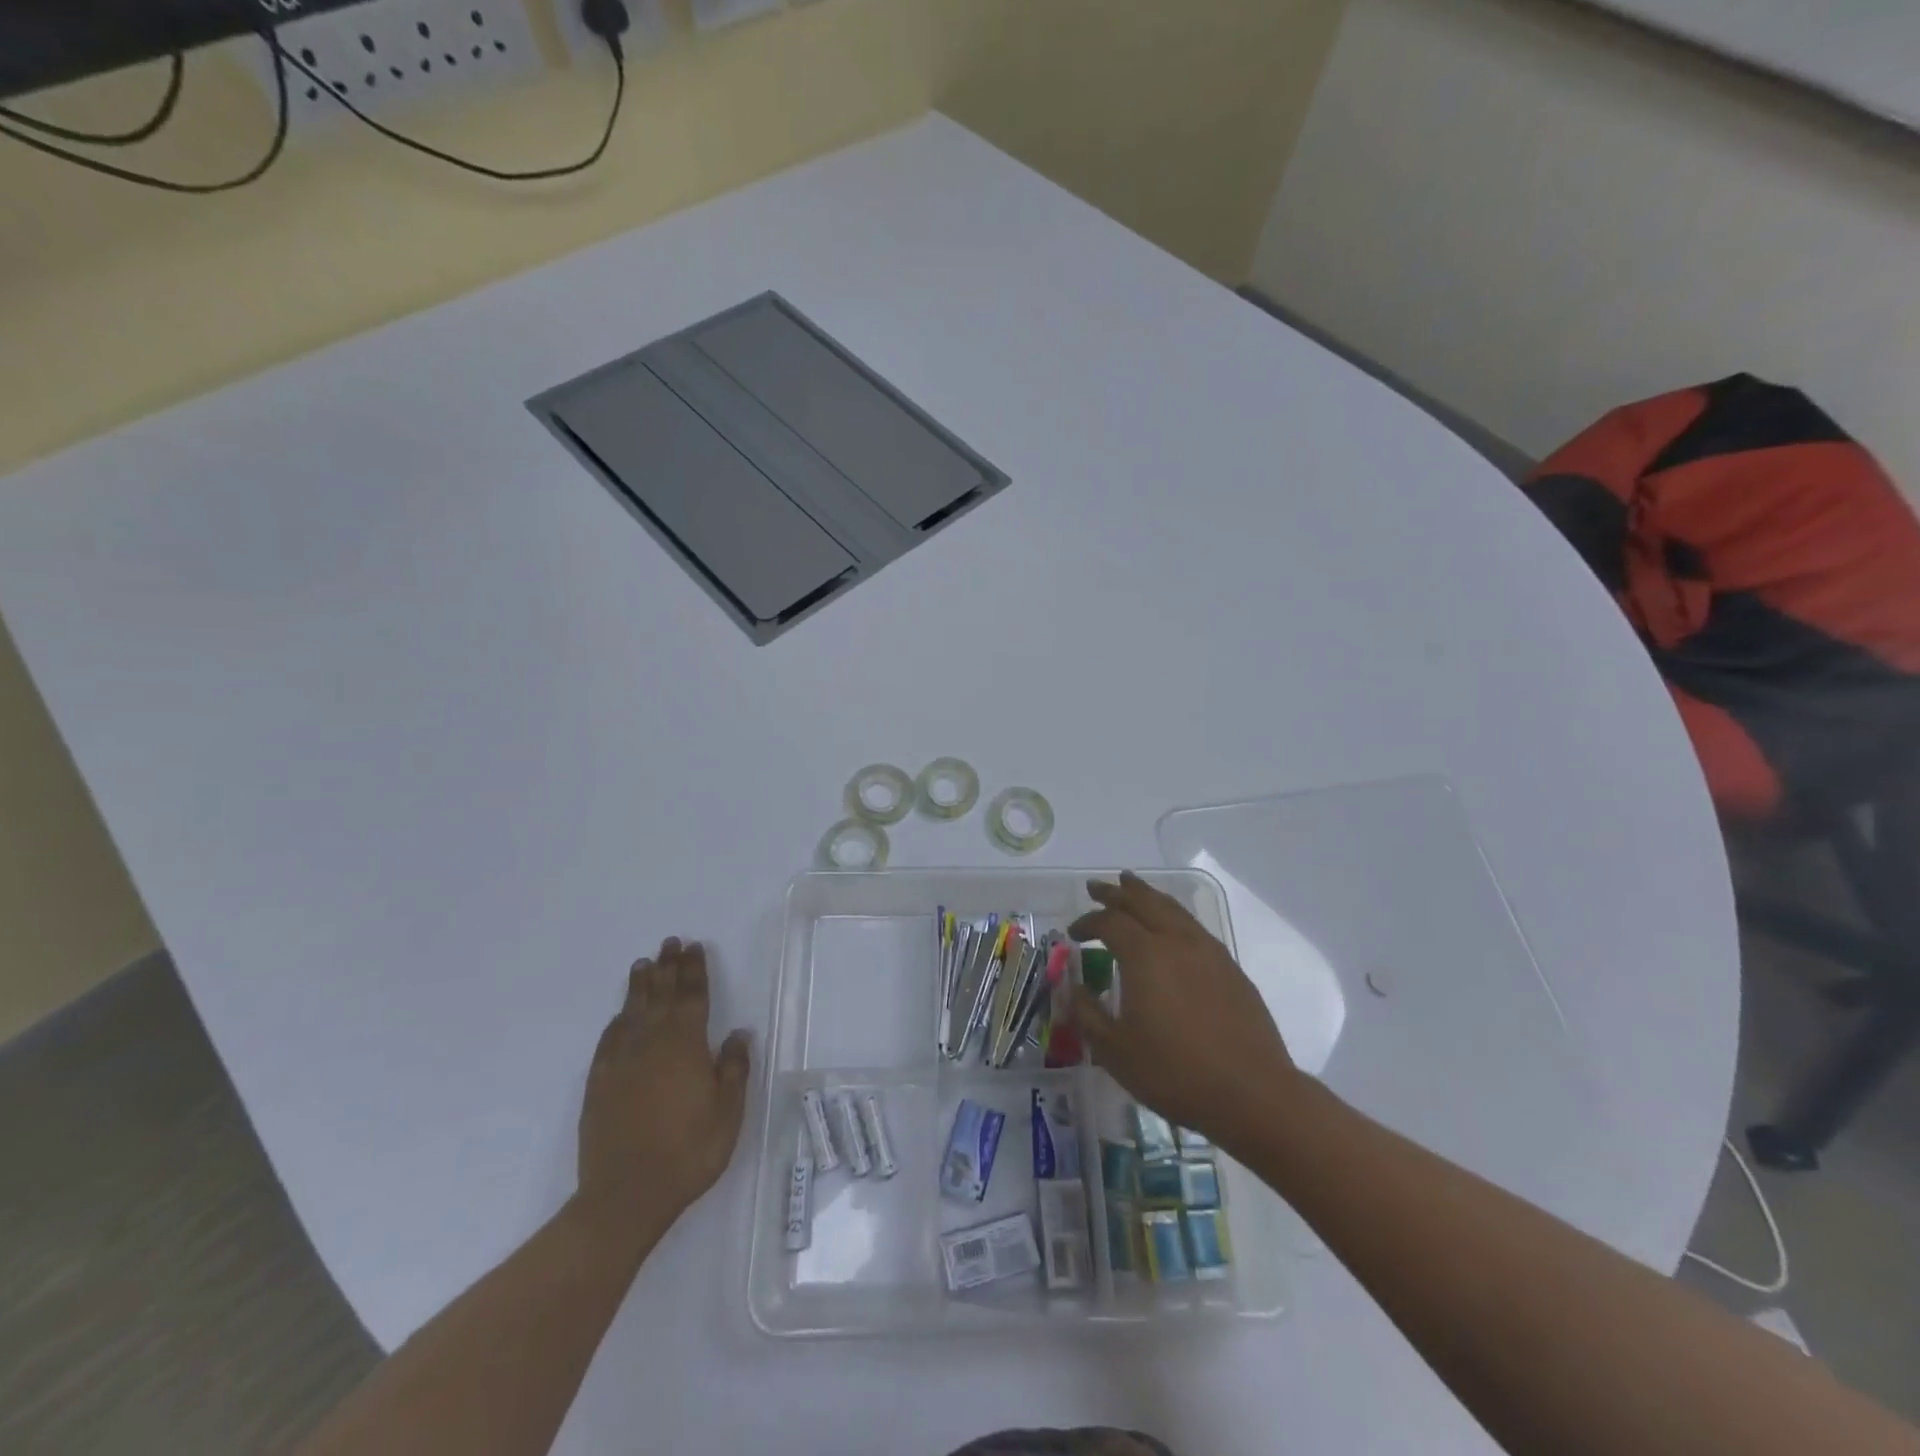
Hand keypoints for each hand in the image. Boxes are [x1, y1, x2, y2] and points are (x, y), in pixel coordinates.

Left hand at [577, 938, 750, 1230]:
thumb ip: (733, 1068)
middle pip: (661, 995)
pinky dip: (617, 1020)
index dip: (694, 970)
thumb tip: (738, 1033)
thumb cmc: (688, 1152)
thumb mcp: (727, 1112)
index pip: (692, 996)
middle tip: (669, 943)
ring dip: (640, 986)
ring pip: (632, 1011)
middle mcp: (652, 1043)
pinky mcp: (599, 1083)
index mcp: (686, 1045)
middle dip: (667, 967)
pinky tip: (620, 1015)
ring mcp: (621, 1062)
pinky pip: (609, 1039)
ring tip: (643, 964)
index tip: (694, 947)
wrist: (626, 1195)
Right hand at [1068, 873, 1298, 1152]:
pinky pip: (1194, 926)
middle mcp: (1176, 941)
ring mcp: (1208, 951)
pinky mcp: (1230, 968)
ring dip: (1147, 896)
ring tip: (1133, 888)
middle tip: (1096, 887)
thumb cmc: (1174, 1073)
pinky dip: (1173, 916)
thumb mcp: (1114, 1051)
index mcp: (1144, 955)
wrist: (1252, 1094)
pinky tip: (1171, 928)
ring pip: (1172, 909)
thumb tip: (1074, 988)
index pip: (1109, 922)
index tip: (1073, 934)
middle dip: (1116, 892)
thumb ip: (1088, 1014)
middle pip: (1143, 902)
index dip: (1087, 922)